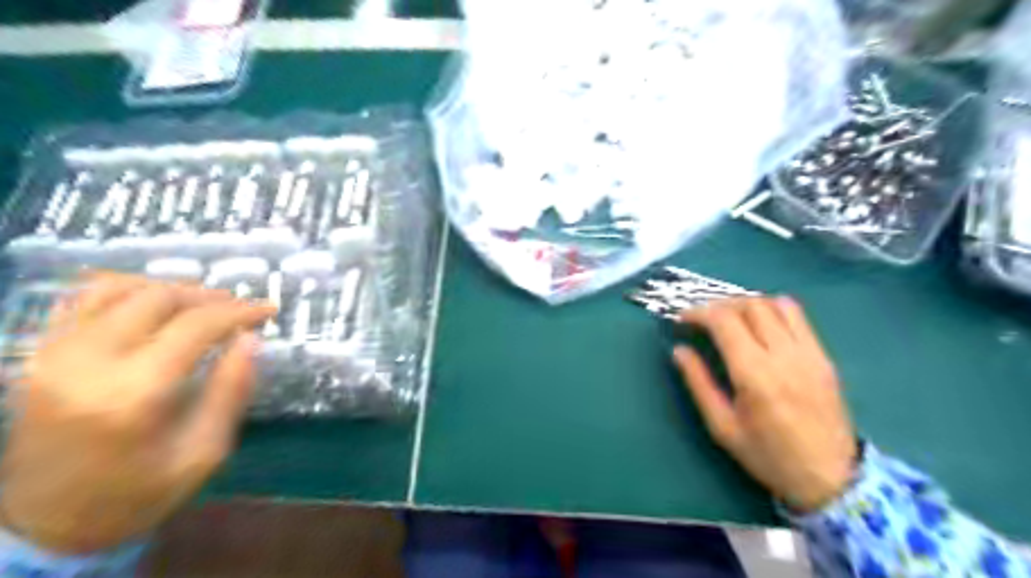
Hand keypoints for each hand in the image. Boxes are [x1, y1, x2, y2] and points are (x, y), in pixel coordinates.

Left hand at [0, 273, 275, 552]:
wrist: (44, 526)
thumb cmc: (137, 493)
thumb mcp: (204, 452)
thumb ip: (231, 391)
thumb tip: (251, 339)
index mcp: (134, 393)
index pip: (196, 326)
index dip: (239, 312)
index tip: (268, 309)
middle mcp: (88, 363)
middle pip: (158, 299)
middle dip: (209, 297)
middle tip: (238, 309)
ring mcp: (54, 356)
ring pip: (117, 289)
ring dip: (169, 288)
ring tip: (200, 302)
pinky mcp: (38, 357)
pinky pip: (80, 300)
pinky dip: (123, 289)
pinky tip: (151, 300)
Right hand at [675, 299, 858, 509]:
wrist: (831, 479)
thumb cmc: (768, 456)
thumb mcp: (722, 427)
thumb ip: (698, 383)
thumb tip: (679, 350)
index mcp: (754, 374)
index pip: (724, 321)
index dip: (699, 312)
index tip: (683, 319)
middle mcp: (783, 355)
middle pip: (749, 305)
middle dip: (719, 305)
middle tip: (703, 319)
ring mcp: (809, 353)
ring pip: (775, 304)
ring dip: (746, 303)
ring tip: (730, 318)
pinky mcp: (823, 356)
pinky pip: (798, 316)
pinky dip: (773, 310)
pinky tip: (761, 325)